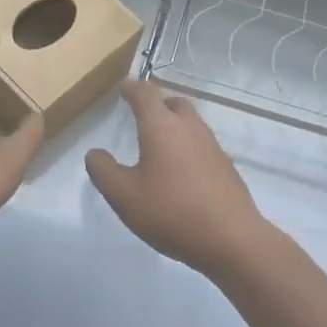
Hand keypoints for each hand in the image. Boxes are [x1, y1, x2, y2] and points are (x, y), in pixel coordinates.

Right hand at [86, 81, 278, 279]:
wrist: (232, 239)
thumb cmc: (171, 212)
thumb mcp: (124, 196)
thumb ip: (103, 171)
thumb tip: (95, 153)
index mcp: (161, 126)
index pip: (145, 93)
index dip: (131, 88)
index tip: (123, 87)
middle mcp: (189, 128)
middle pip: (173, 102)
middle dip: (157, 104)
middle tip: (142, 117)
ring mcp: (212, 146)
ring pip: (191, 123)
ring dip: (174, 126)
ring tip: (159, 147)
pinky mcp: (226, 167)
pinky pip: (202, 145)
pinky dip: (188, 148)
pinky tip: (181, 174)